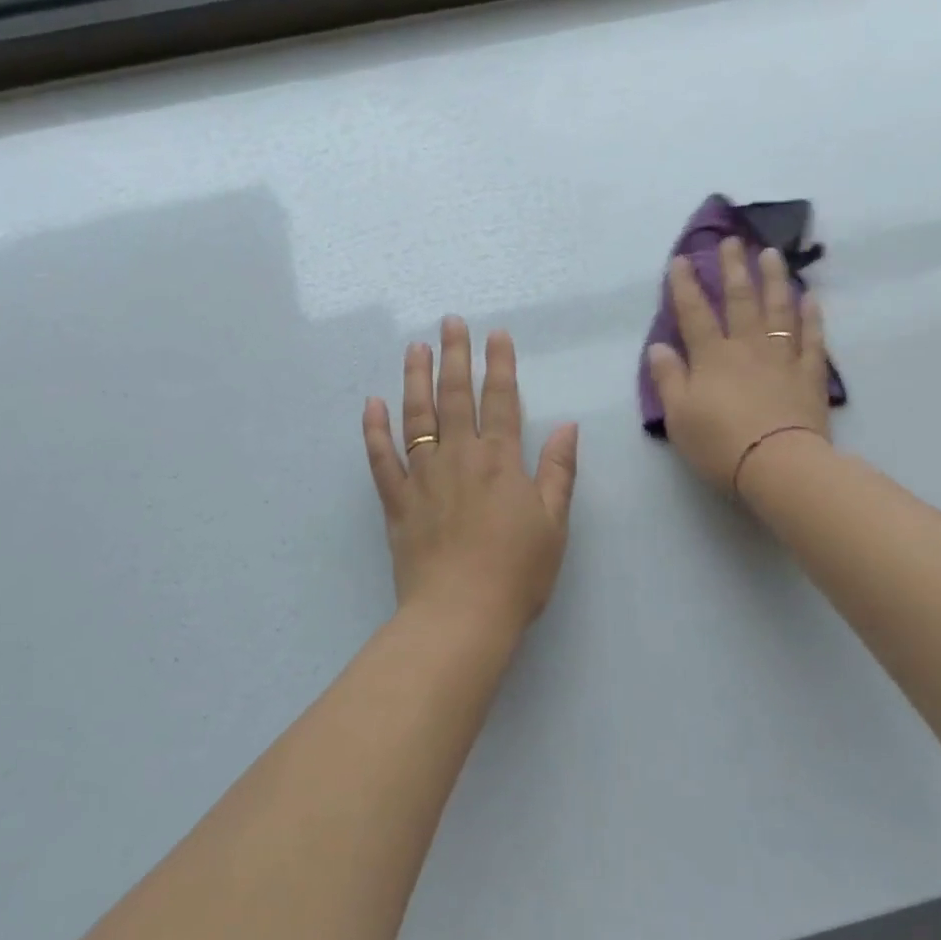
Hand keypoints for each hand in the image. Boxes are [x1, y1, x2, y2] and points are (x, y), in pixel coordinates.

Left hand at [363, 317, 579, 634]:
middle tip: (449, 322)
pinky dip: (374, 431)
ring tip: (414, 348)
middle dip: (455, 356)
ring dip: (415, 379)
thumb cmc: (517, 572)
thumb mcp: (553, 523)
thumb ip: (559, 471)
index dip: (500, 364)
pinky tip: (371, 404)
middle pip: (456, 397)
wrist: (461, 617)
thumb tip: (569, 425)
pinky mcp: (397, 502)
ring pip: (416, 417)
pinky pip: (381, 460)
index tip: (496, 334)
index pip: (501, 400)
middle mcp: (459, 458)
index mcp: (501, 461)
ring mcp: (423, 478)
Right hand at [647, 239, 832, 495]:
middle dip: (733, 268)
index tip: (681, 259)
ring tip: (772, 255)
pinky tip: (810, 297)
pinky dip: (811, 317)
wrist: (778, 465)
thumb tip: (659, 347)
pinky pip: (812, 339)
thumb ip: (668, 379)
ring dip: (775, 280)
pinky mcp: (809, 375)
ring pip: (779, 310)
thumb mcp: (679, 416)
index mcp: (712, 357)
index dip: (685, 285)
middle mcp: (747, 347)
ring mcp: (782, 358)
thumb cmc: (720, 444)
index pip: (694, 313)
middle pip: (740, 300)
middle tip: (733, 240)